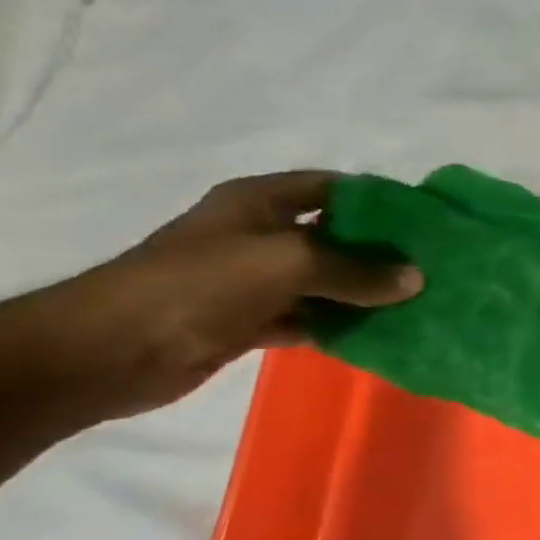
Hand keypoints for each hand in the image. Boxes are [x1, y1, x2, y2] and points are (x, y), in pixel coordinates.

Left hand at [48, 171, 421, 416]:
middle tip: (433, 266)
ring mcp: (253, 280)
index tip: (428, 221)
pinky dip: (340, 324)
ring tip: (419, 302)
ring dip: (364, 293)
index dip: (381, 200)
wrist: (106, 352)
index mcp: (261, 201)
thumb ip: (356, 271)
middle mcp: (260, 234)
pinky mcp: (249, 320)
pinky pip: (309, 317)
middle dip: (381, 251)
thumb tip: (417, 280)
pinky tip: (380, 334)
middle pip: (335, 236)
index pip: (335, 188)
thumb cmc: (198, 285)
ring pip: (325, 280)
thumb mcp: (288, 264)